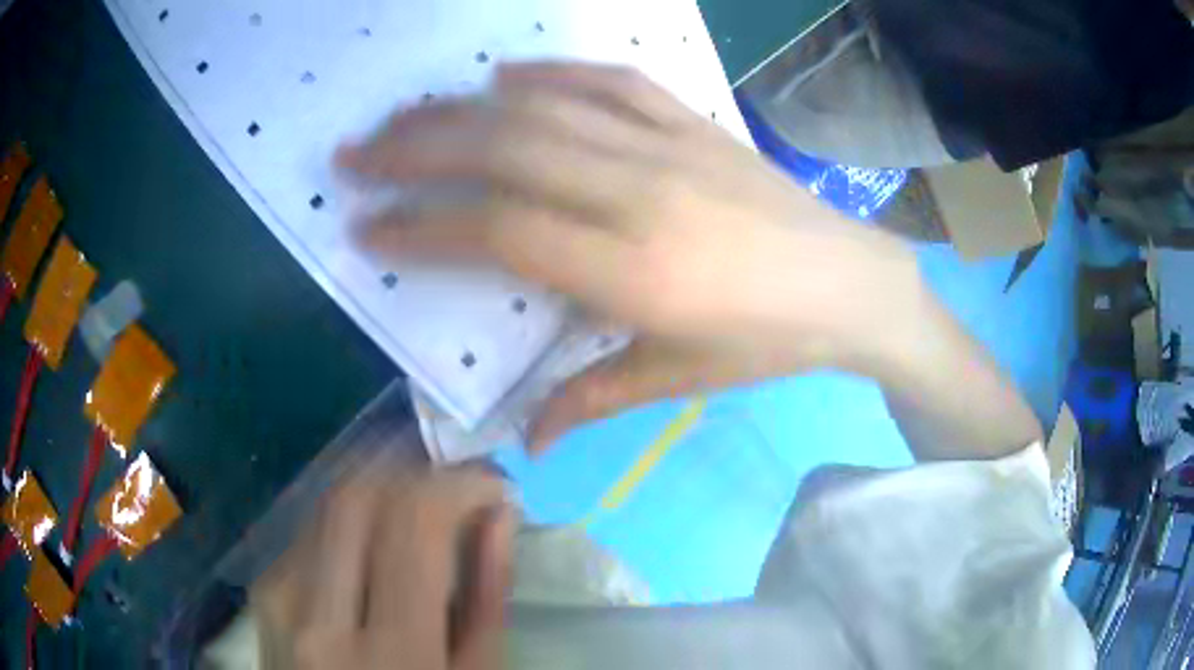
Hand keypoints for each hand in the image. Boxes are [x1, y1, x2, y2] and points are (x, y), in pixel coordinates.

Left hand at [252, 466, 514, 669]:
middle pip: (355, 497)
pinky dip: (349, 527)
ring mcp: (277, 601)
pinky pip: (309, 534)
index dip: (457, 485)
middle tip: (452, 493)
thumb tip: (498, 513)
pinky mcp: (261, 594)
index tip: (490, 487)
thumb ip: (487, 599)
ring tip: (417, 523)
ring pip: (327, 508)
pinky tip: (372, 552)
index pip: (413, 522)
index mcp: (390, 651)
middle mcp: (315, 615)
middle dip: (411, 477)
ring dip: (379, 499)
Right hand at [338, 62, 926, 449]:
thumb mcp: (682, 381)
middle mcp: (640, 192)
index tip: (366, 225)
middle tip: (356, 153)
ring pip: (545, 109)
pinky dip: (551, 72)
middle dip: (417, 149)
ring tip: (404, 113)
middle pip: (505, 151)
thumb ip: (592, 398)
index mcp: (635, 269)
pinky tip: (505, 75)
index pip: (499, 231)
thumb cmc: (770, 342)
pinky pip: (612, 81)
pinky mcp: (694, 122)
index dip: (422, 226)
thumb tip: (524, 439)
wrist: (852, 284)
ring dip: (462, 107)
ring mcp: (669, 145)